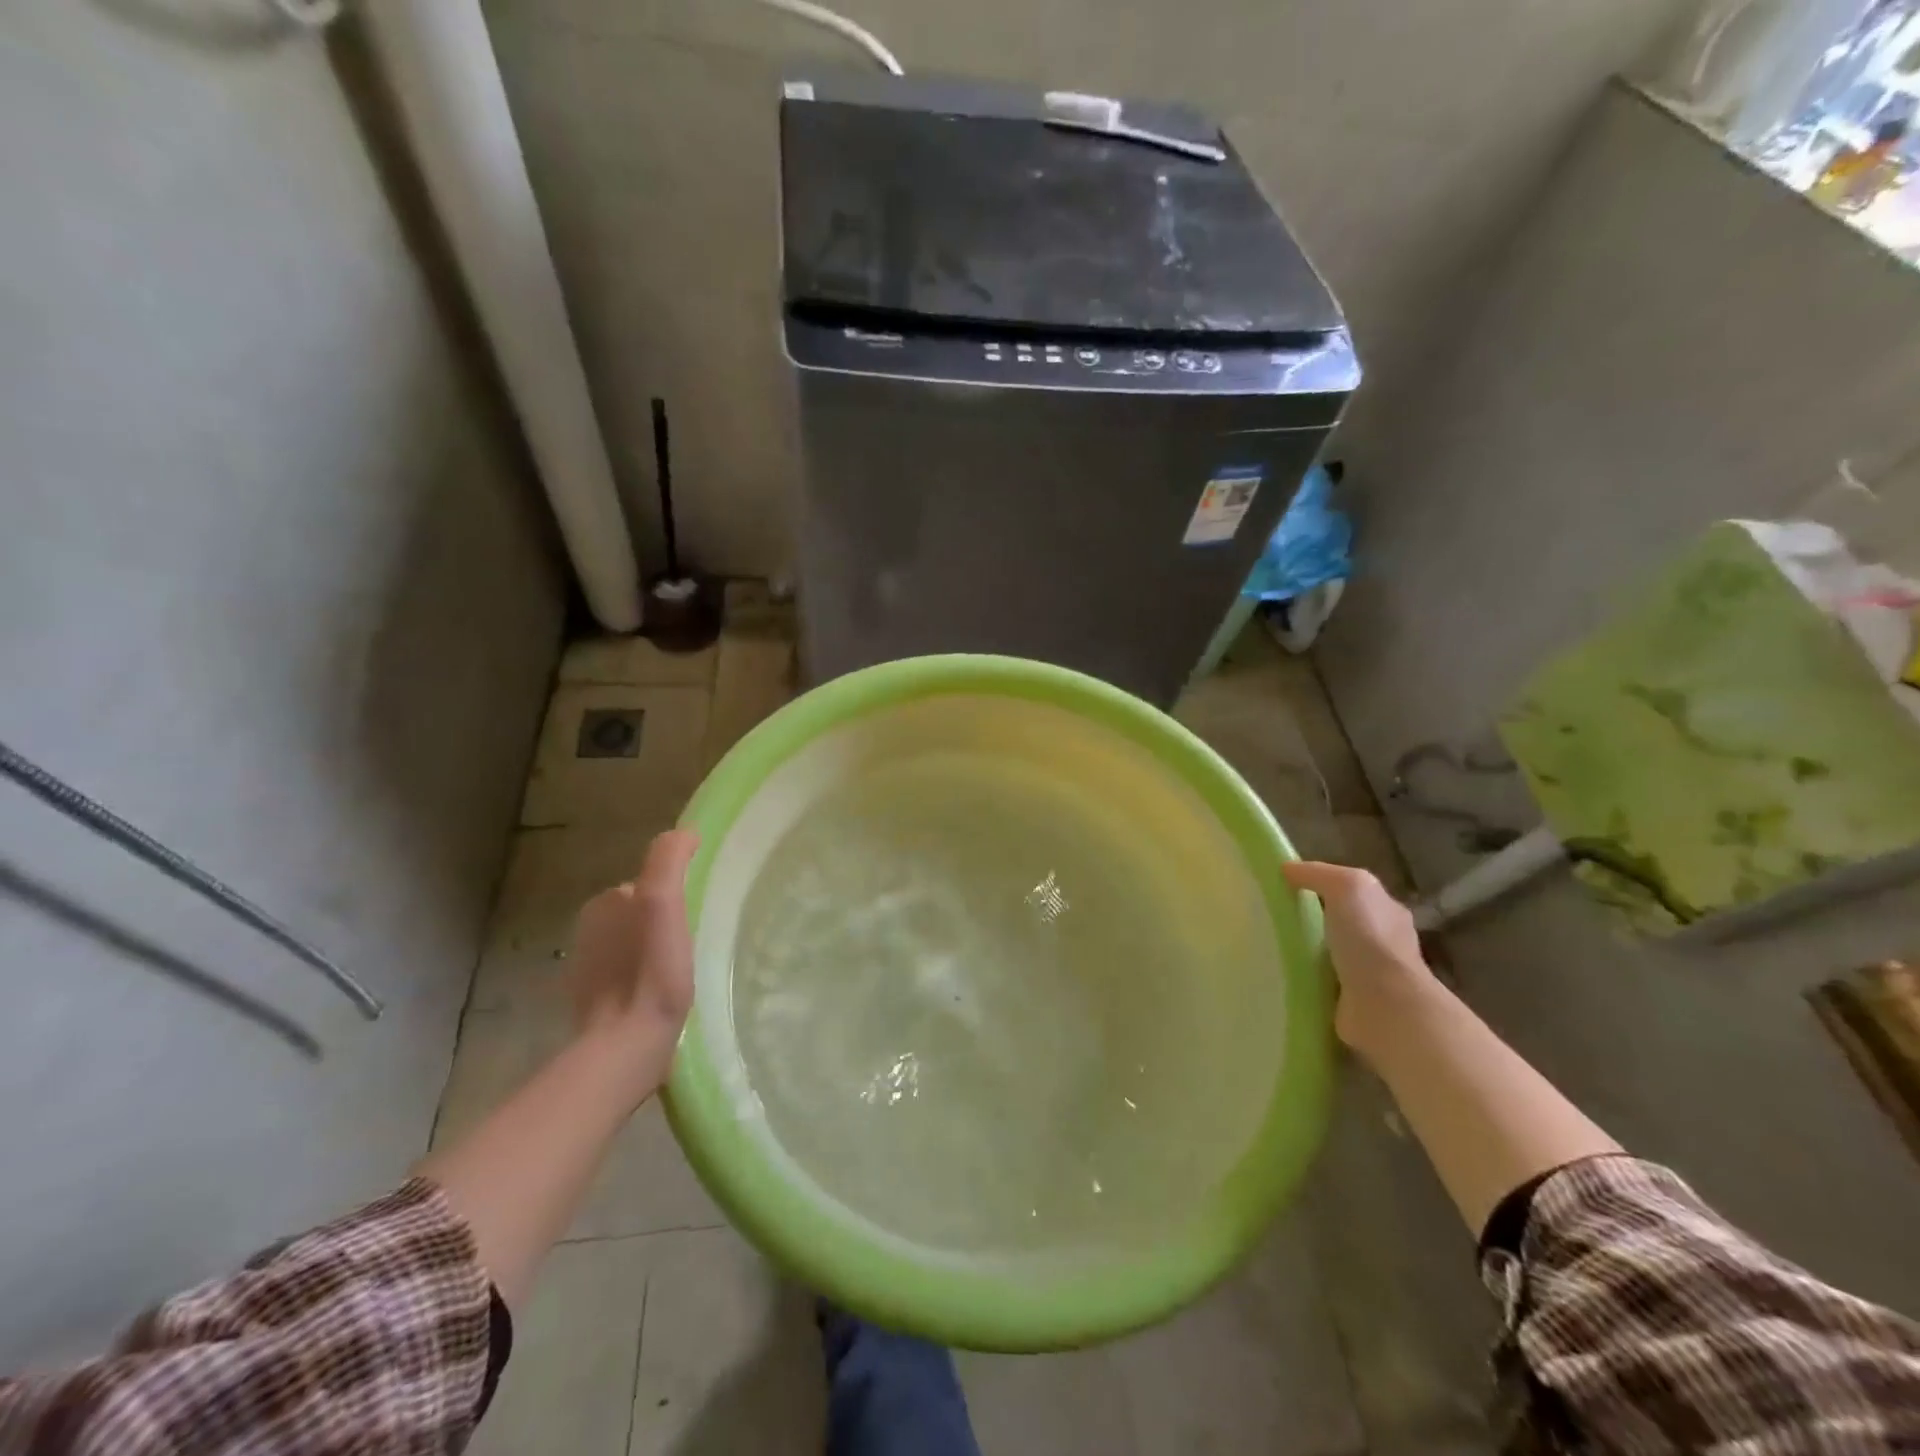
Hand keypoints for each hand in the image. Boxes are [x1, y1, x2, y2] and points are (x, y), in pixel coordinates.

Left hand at [568, 831, 698, 1073]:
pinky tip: (665, 996)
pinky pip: (628, 978)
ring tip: (684, 972)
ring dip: (655, 953)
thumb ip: (669, 860)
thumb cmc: (650, 970)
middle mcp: (587, 933)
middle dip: (663, 923)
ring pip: (634, 947)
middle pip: (640, 915)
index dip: (673, 895)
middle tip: (695, 943)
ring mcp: (587, 973)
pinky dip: (644, 981)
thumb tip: (686, 833)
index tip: (696, 913)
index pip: (646, 886)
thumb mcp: (662, 900)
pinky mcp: (595, 1008)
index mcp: (601, 906)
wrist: (626, 1046)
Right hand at [1282, 860, 1441, 1054]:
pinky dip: (1304, 979)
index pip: (1353, 892)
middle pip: (1341, 923)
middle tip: (1272, 917)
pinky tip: (1280, 974)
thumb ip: (1318, 873)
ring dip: (1306, 953)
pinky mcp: (1351, 1003)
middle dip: (1313, 920)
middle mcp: (1383, 942)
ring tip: (1268, 946)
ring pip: (1330, 954)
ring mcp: (1369, 976)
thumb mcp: (1347, 886)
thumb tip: (1287, 869)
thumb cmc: (1370, 940)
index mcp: (1387, 912)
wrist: (1386, 1007)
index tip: (1285, 886)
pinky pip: (1321, 983)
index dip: (1323, 885)